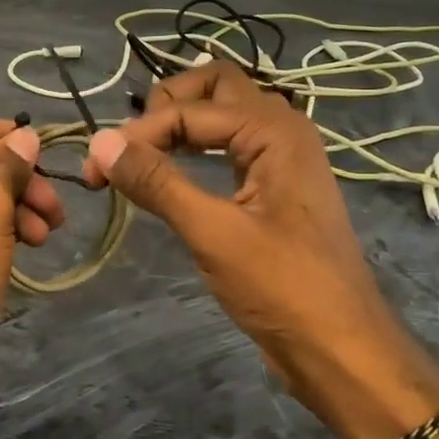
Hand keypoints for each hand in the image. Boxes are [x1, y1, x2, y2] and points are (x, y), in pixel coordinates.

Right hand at [83, 62, 438, 438]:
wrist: (342, 350)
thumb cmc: (284, 289)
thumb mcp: (214, 233)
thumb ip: (157, 182)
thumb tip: (100, 142)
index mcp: (274, 131)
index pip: (189, 110)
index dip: (138, 134)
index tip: (96, 170)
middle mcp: (280, 131)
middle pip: (214, 88)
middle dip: (165, 106)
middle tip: (130, 146)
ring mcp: (279, 159)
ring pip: (221, 115)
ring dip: (179, 125)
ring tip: (140, 158)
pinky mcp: (272, 188)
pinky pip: (227, 147)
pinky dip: (194, 150)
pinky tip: (169, 175)